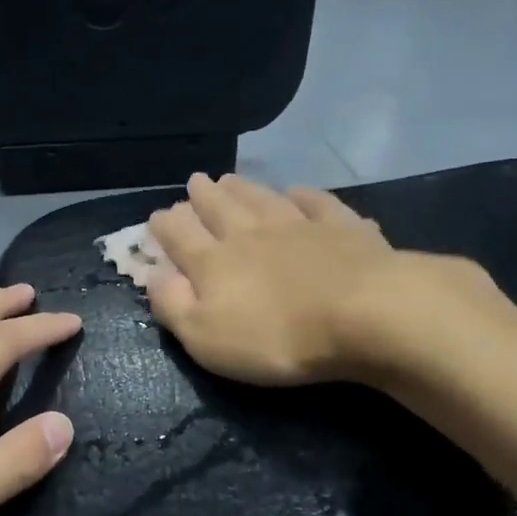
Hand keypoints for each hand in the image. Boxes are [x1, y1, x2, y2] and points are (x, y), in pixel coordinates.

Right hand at [140, 174, 464, 385]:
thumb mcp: (208, 337)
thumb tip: (152, 276)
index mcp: (215, 262)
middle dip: (203, 196)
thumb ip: (174, 306)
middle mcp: (251, 234)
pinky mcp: (342, 228)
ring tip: (230, 178)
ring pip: (263, 199)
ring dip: (244, 188)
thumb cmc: (277, 337)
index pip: (180, 236)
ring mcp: (299, 225)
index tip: (158, 215)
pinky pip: (317, 203)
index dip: (166, 225)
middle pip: (220, 208)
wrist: (364, 313)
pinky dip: (303, 195)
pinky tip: (297, 190)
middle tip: (195, 182)